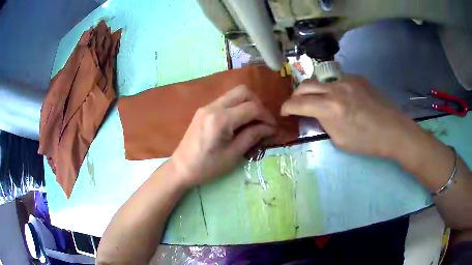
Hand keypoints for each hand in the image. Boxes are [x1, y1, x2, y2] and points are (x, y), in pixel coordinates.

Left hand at [171, 85, 275, 186]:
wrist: (181, 168)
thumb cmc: (207, 167)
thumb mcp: (233, 155)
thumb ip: (252, 136)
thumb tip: (270, 127)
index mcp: (220, 120)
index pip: (251, 107)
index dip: (266, 116)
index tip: (272, 128)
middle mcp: (213, 107)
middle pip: (243, 91)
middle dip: (257, 103)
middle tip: (262, 120)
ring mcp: (207, 106)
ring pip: (234, 93)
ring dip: (247, 103)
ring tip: (253, 121)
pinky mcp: (204, 109)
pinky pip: (225, 100)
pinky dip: (237, 106)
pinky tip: (239, 121)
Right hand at [281, 74, 424, 158]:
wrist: (394, 130)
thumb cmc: (368, 142)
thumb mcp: (340, 140)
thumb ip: (324, 123)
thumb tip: (317, 114)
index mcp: (330, 108)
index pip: (298, 103)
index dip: (286, 107)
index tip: (284, 112)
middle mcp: (336, 88)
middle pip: (305, 84)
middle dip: (296, 95)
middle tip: (296, 104)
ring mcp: (347, 79)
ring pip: (320, 79)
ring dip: (313, 89)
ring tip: (317, 99)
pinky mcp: (357, 77)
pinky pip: (336, 79)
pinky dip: (330, 87)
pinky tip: (338, 97)